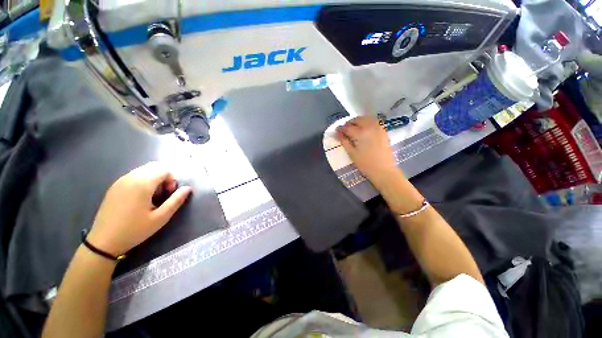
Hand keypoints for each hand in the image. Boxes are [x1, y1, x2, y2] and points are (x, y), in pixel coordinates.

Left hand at [86, 162, 191, 255]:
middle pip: (154, 167)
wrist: (103, 242)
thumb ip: (176, 200)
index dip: (172, 179)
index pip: (164, 170)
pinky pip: (134, 175)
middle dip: (164, 177)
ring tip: (152, 197)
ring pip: (144, 170)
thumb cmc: (134, 230)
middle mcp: (130, 178)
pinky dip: (143, 181)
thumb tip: (188, 188)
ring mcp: (120, 181)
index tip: (169, 194)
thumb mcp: (160, 217)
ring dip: (154, 179)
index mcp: (142, 184)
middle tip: (163, 194)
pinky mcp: (114, 187)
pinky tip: (140, 198)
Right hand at [336, 116, 399, 185]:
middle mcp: (370, 126)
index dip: (340, 129)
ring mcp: (378, 127)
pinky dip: (367, 122)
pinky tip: (364, 129)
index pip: (347, 127)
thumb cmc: (365, 164)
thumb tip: (338, 133)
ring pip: (366, 118)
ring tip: (354, 128)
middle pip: (357, 119)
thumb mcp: (352, 153)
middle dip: (349, 123)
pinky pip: (374, 121)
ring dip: (358, 121)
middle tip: (345, 130)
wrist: (383, 170)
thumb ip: (344, 141)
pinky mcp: (383, 130)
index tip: (336, 131)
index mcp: (361, 133)